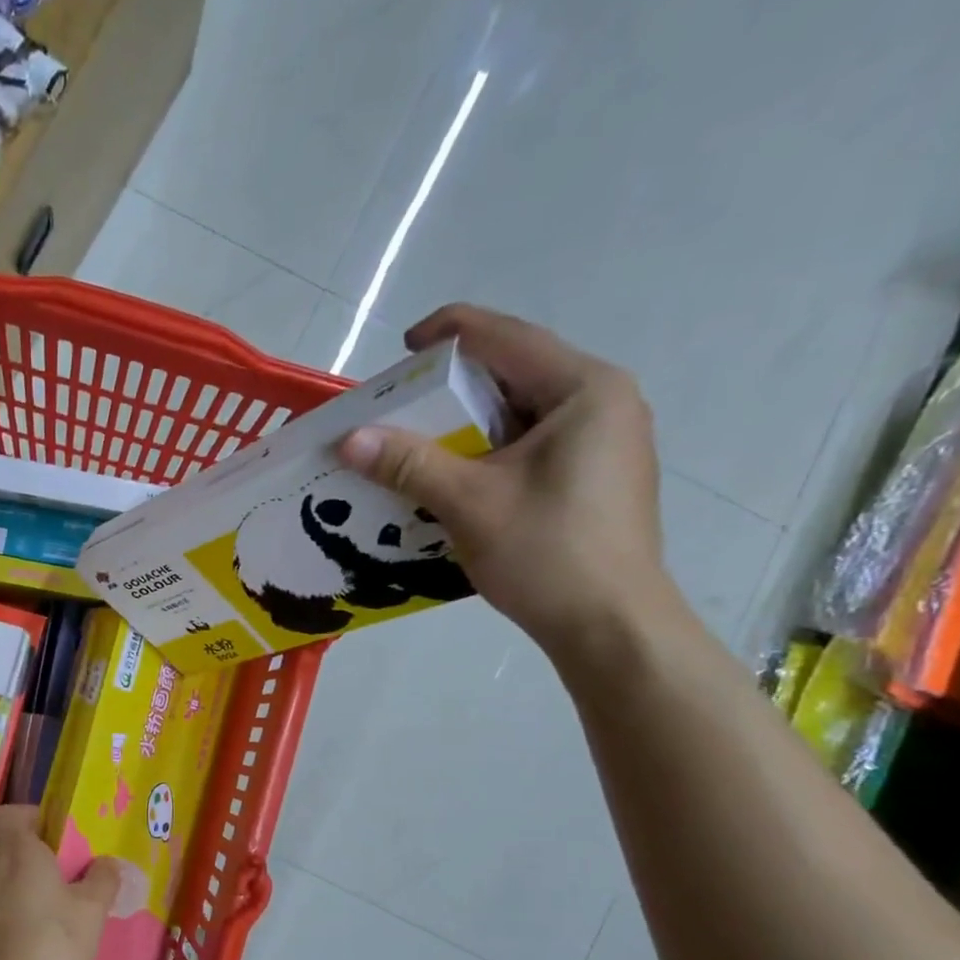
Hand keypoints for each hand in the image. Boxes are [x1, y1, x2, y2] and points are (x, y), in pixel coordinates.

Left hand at [0, 806, 119, 959]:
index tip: (52, 829)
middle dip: (13, 836)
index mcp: (18, 850)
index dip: (28, 814)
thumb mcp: (91, 911)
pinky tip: (17, 920)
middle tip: (42, 853)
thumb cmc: (51, 942)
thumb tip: (109, 862)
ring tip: (33, 886)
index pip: (9, 812)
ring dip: (3, 867)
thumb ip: (103, 880)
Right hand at [338, 304, 674, 660]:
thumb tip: (348, 438)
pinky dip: (487, 452)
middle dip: (453, 386)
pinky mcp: (594, 477)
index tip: (402, 347)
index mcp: (584, 390)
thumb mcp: (469, 503)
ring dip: (467, 424)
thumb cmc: (546, 553)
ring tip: (418, 442)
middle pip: (514, 374)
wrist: (610, 625)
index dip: (449, 334)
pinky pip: (531, 446)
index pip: (506, 339)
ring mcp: (604, 442)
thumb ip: (408, 463)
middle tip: (400, 406)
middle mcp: (602, 403)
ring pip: (521, 414)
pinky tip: (455, 476)